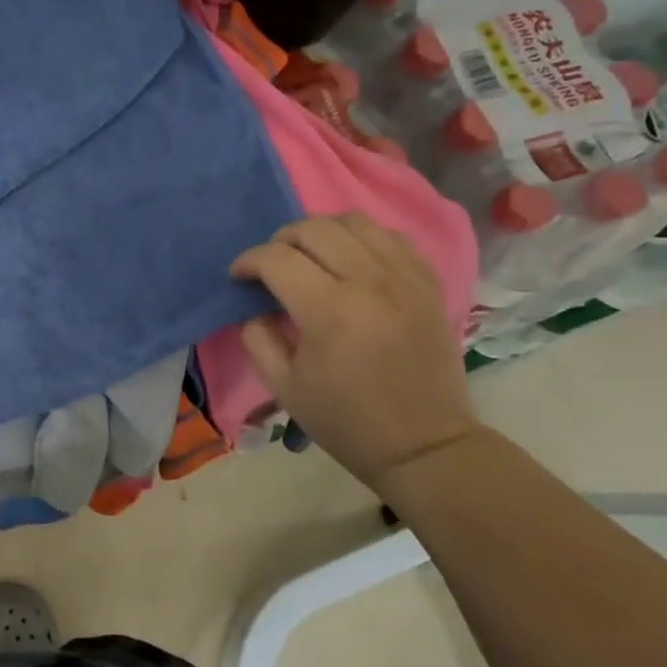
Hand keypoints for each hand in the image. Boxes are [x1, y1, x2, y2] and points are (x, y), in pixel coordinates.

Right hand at [229, 214, 478, 492]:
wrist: (424, 445)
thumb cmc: (345, 420)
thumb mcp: (283, 386)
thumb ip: (257, 337)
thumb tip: (254, 305)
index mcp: (329, 311)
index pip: (276, 258)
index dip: (247, 261)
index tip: (239, 277)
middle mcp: (369, 282)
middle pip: (313, 229)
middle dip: (280, 240)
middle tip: (271, 266)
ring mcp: (404, 278)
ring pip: (353, 221)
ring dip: (320, 232)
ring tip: (310, 256)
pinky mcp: (427, 282)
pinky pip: (390, 236)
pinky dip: (361, 239)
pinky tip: (350, 260)